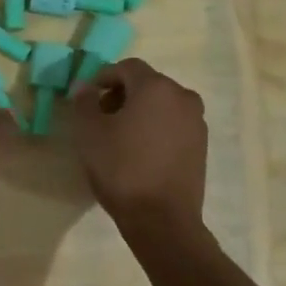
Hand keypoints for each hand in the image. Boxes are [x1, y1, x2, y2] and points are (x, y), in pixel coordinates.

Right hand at [70, 59, 206, 232]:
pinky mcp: (201, 146)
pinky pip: (173, 125)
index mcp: (156, 87)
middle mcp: (182, 97)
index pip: (127, 67)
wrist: (161, 218)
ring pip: (162, 105)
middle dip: (121, 94)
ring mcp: (196, 122)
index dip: (103, 76)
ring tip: (119, 137)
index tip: (87, 97)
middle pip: (147, 84)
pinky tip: (139, 152)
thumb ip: (84, 102)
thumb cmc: (121, 169)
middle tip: (100, 116)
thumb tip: (84, 86)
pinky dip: (155, 129)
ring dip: (140, 112)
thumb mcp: (90, 133)